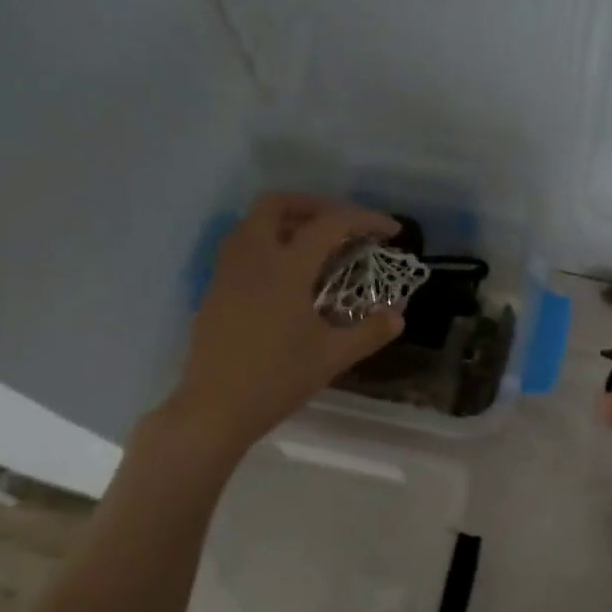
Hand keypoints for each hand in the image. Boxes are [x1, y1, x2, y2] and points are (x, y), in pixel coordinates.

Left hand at [159, 193, 404, 454]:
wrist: (215, 408)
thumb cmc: (277, 379)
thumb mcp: (333, 357)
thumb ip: (370, 331)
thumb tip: (397, 315)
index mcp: (285, 268)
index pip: (329, 223)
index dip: (365, 219)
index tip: (391, 231)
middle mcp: (253, 257)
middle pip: (278, 204)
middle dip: (316, 205)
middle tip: (344, 225)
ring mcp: (228, 271)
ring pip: (253, 221)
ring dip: (287, 220)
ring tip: (316, 244)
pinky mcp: (215, 288)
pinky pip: (241, 245)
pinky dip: (268, 241)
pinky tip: (287, 274)